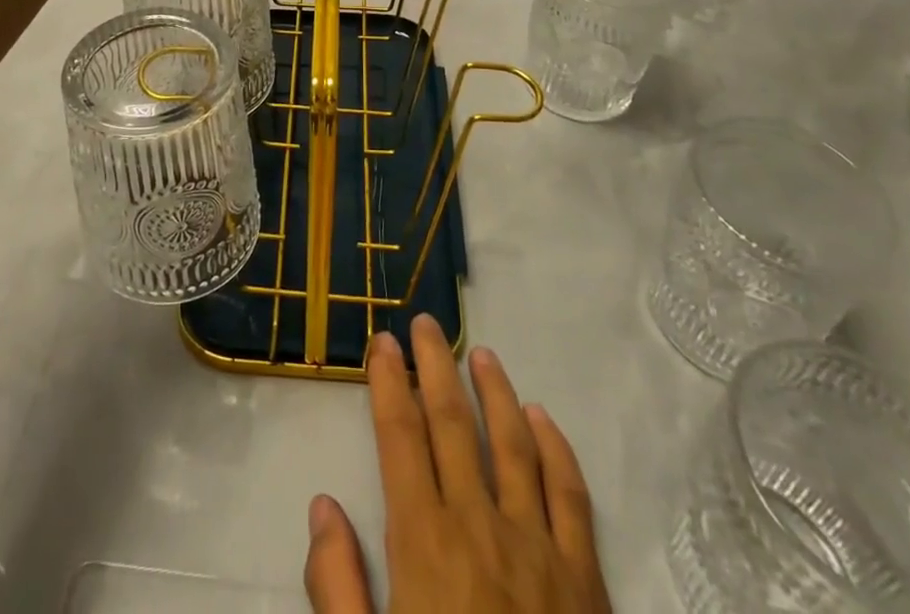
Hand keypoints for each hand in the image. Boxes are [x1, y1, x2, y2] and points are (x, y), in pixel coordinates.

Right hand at [305, 316, 611, 613]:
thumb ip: (338, 589)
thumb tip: (323, 504)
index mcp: (426, 545)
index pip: (401, 438)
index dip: (389, 384)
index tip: (380, 342)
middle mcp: (481, 526)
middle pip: (454, 424)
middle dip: (434, 367)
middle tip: (424, 322)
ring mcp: (539, 548)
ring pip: (514, 443)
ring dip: (494, 391)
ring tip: (479, 352)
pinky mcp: (586, 579)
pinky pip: (572, 494)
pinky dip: (556, 447)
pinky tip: (543, 418)